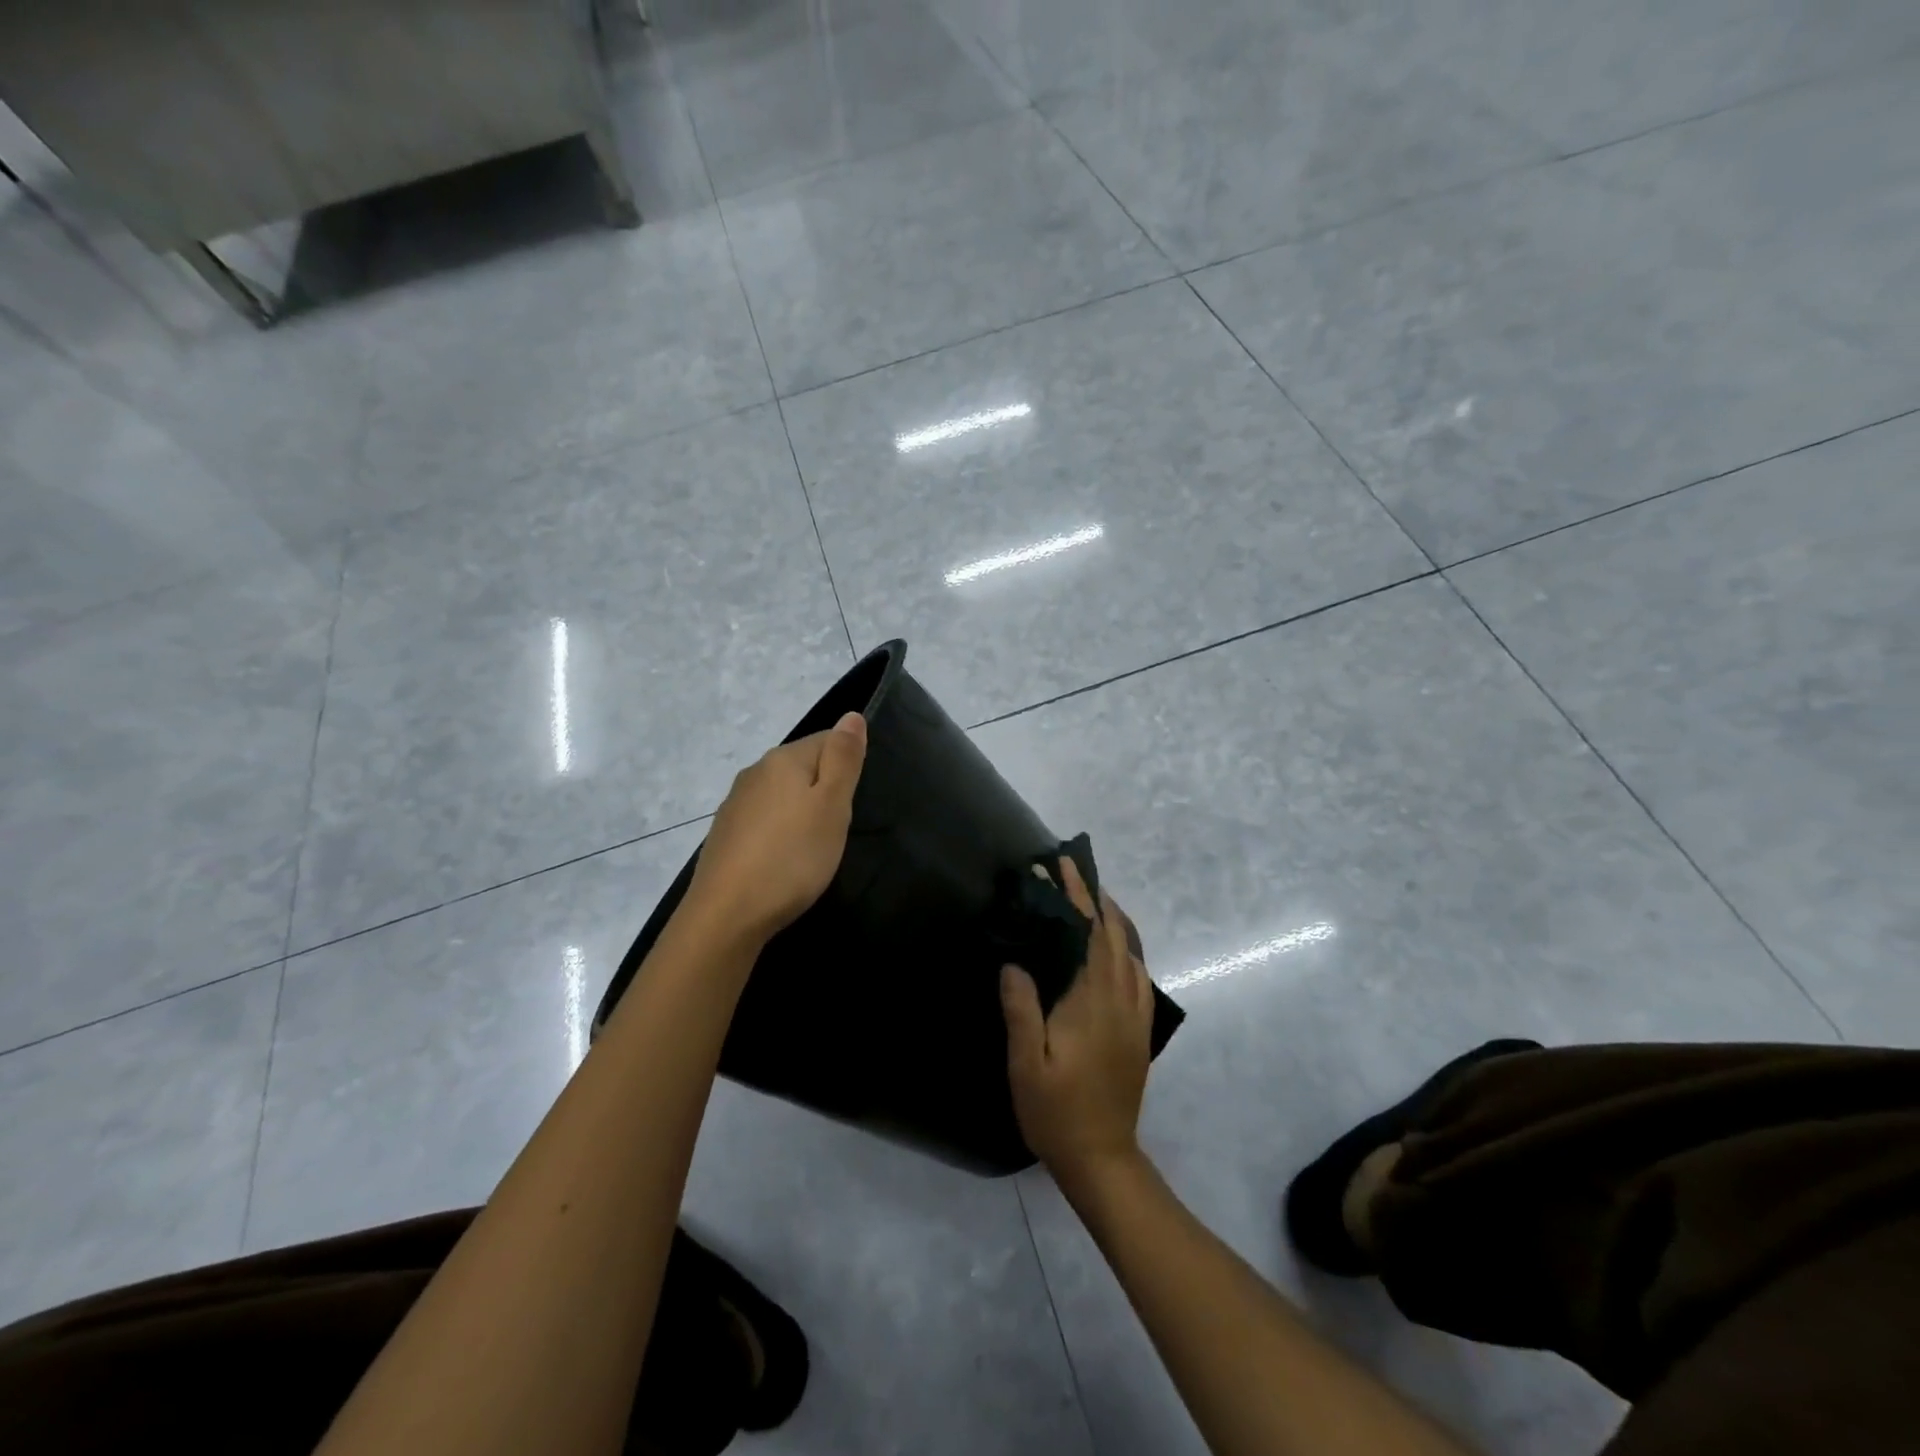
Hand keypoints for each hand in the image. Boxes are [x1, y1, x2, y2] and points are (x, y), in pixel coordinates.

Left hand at [684, 711, 867, 946]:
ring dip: (801, 812)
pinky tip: (784, 859)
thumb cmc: (793, 857)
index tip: (851, 804)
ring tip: (813, 847)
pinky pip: (763, 821)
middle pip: (802, 767)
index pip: (827, 740)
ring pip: (781, 795)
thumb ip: (843, 759)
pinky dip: (779, 833)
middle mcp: (755, 772)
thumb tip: (851, 714)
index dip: (847, 768)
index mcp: (783, 759)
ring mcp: (735, 804)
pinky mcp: (724, 835)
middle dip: (824, 790)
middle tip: (837, 828)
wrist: (727, 915)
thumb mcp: (832, 806)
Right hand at [1001, 856, 1155, 1186]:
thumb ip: (1021, 1010)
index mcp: (1091, 1002)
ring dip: (1112, 918)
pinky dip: (1128, 946)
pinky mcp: (1139, 1029)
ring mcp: (1134, 1014)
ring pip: (1130, 951)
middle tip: (1072, 870)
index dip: (1076, 897)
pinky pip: (1139, 973)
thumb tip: (1014, 962)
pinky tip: (1115, 947)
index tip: (1061, 867)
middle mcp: (1120, 999)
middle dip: (1093, 897)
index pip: (1088, 934)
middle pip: (1112, 934)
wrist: (1103, 1157)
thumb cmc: (1057, 1111)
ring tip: (1091, 896)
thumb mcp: (1026, 1065)